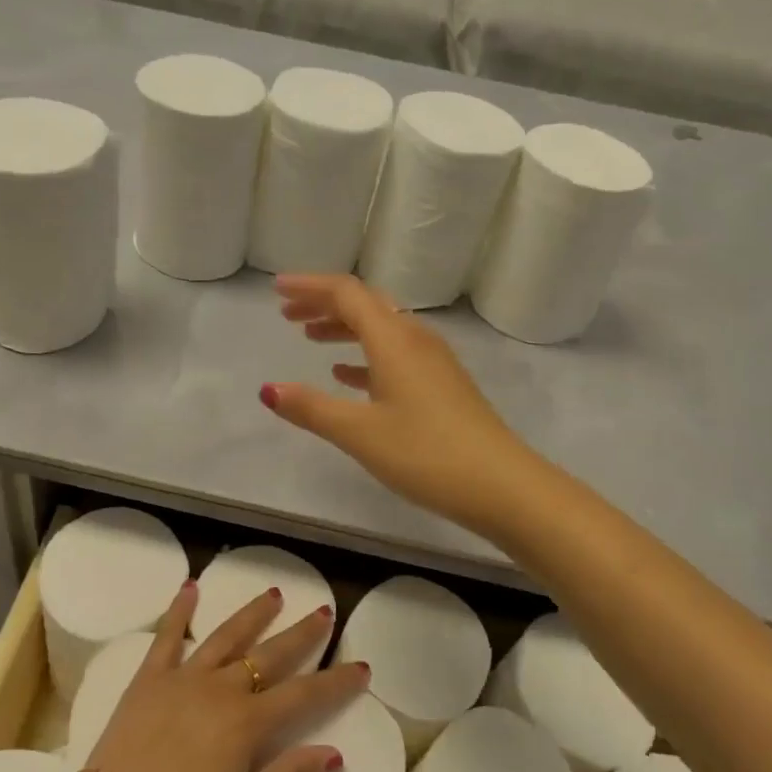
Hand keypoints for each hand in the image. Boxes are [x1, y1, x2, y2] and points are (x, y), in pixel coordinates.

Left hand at [84, 582, 364, 771]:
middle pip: (270, 655)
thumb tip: (336, 753)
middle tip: (323, 611)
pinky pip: (168, 635)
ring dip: (252, 614)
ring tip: (273, 593)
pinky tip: (190, 587)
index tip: (360, 665)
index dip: (335, 682)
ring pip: (227, 636)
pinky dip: (180, 610)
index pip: (303, 695)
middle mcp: (222, 688)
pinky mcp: (150, 677)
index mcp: (248, 722)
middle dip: (301, 633)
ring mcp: (184, 677)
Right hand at [260, 274, 544, 538]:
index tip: (276, 288)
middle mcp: (415, 338)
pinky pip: (396, 355)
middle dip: (324, 304)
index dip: (309, 286)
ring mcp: (433, 361)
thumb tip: (269, 389)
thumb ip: (311, 408)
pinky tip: (347, 376)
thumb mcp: (360, 432)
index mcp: (393, 339)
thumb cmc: (426, 453)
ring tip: (310, 338)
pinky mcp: (442, 384)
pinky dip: (365, 356)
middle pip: (365, 304)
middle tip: (288, 314)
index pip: (346, 293)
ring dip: (344, 327)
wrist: (502, 485)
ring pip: (381, 329)